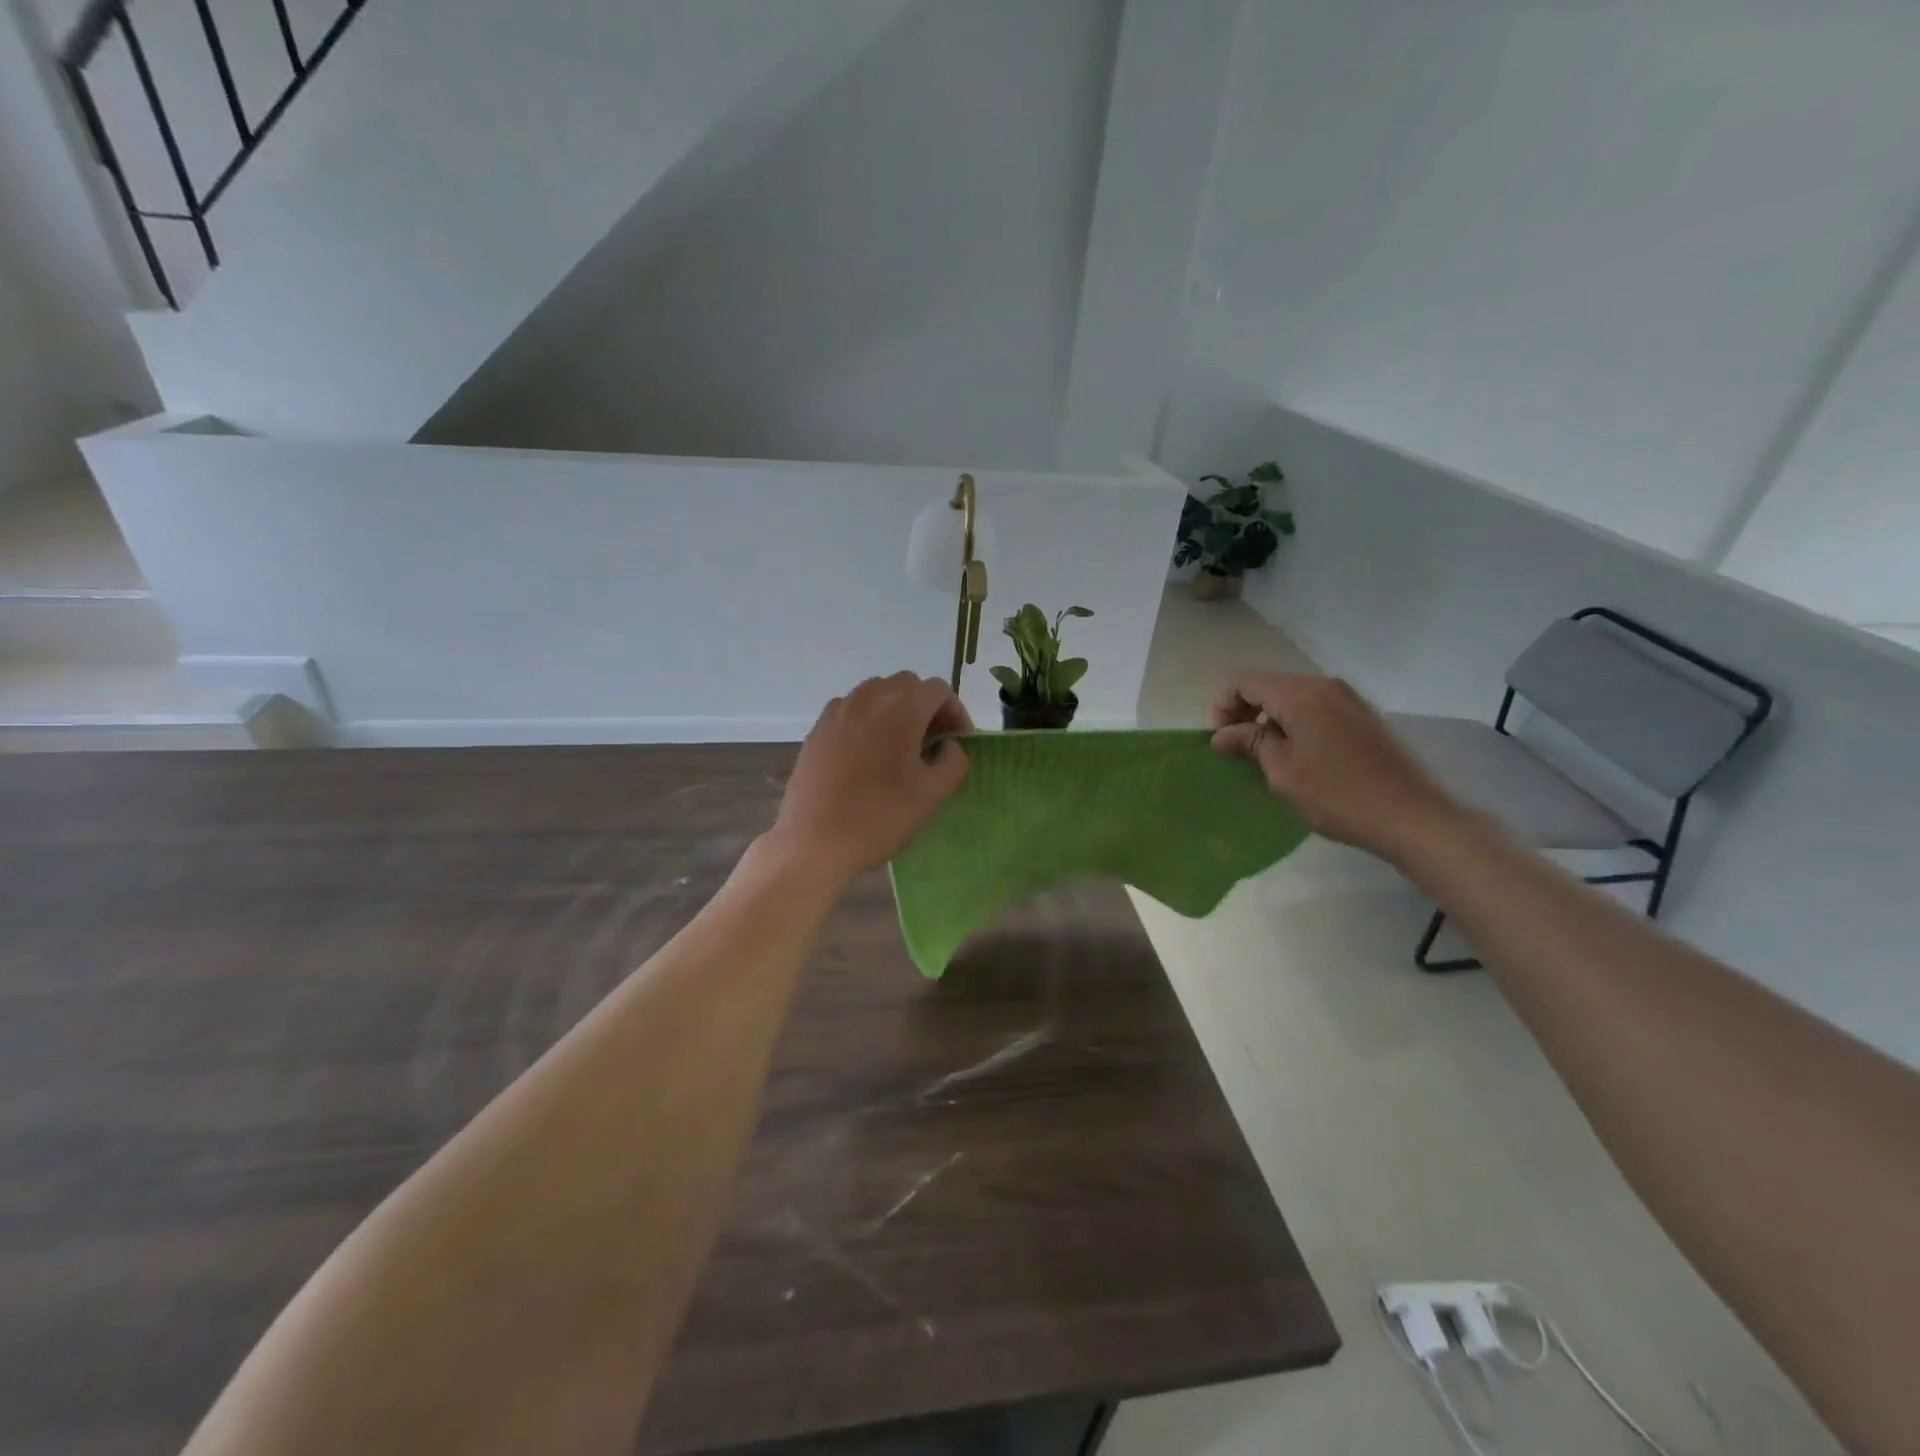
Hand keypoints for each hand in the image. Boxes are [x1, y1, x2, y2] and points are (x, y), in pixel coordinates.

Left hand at [769, 673, 973, 883]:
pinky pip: (852, 711)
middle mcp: (868, 697)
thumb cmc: (881, 817)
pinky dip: (868, 722)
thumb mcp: (933, 794)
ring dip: (896, 711)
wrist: (815, 842)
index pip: (939, 690)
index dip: (955, 713)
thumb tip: (949, 745)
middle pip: (907, 685)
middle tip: (932, 744)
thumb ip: (954, 760)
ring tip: (900, 749)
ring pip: (877, 694)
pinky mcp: (818, 728)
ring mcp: (838, 710)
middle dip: (925, 707)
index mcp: (901, 707)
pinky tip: (868, 757)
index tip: (958, 743)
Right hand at [1210, 671, 1464, 861]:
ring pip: (1292, 695)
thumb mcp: (1283, 772)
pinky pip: (1314, 706)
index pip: (1245, 681)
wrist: (1410, 817)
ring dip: (1269, 717)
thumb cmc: (1338, 795)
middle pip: (1269, 684)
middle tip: (1234, 746)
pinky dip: (1293, 722)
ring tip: (1262, 753)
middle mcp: (1325, 685)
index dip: (1223, 705)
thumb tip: (1222, 735)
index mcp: (1302, 695)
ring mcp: (1348, 698)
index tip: (1219, 739)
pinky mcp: (1361, 715)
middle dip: (1244, 710)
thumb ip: (1251, 742)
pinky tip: (1294, 754)